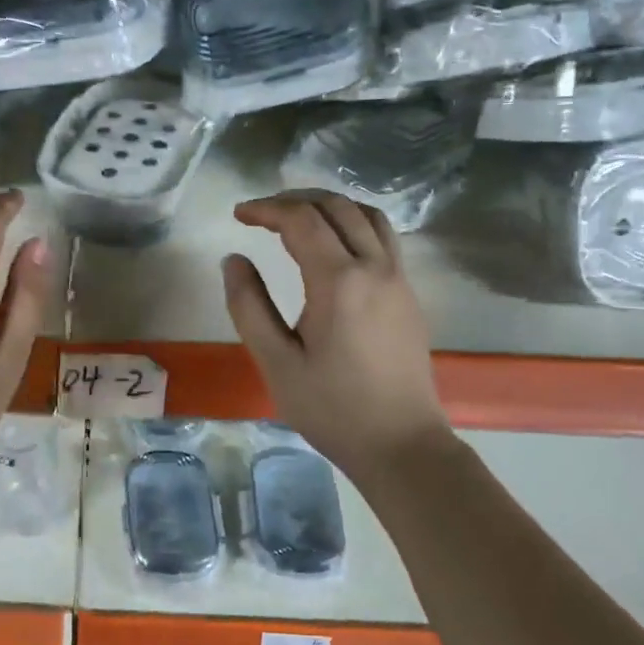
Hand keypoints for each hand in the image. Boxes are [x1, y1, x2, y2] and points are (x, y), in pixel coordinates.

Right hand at [222, 191, 451, 481]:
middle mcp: (375, 267)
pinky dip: (353, 223)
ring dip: (329, 206)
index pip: (301, 220)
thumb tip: (234, 260)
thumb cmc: (332, 408)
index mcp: (339, 281)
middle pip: (337, 206)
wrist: (401, 444)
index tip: (239, 215)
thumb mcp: (276, 362)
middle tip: (262, 214)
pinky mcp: (409, 294)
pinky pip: (383, 237)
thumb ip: (249, 306)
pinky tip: (333, 247)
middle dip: (295, 200)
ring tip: (297, 219)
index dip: (266, 209)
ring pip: (367, 215)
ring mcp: (399, 279)